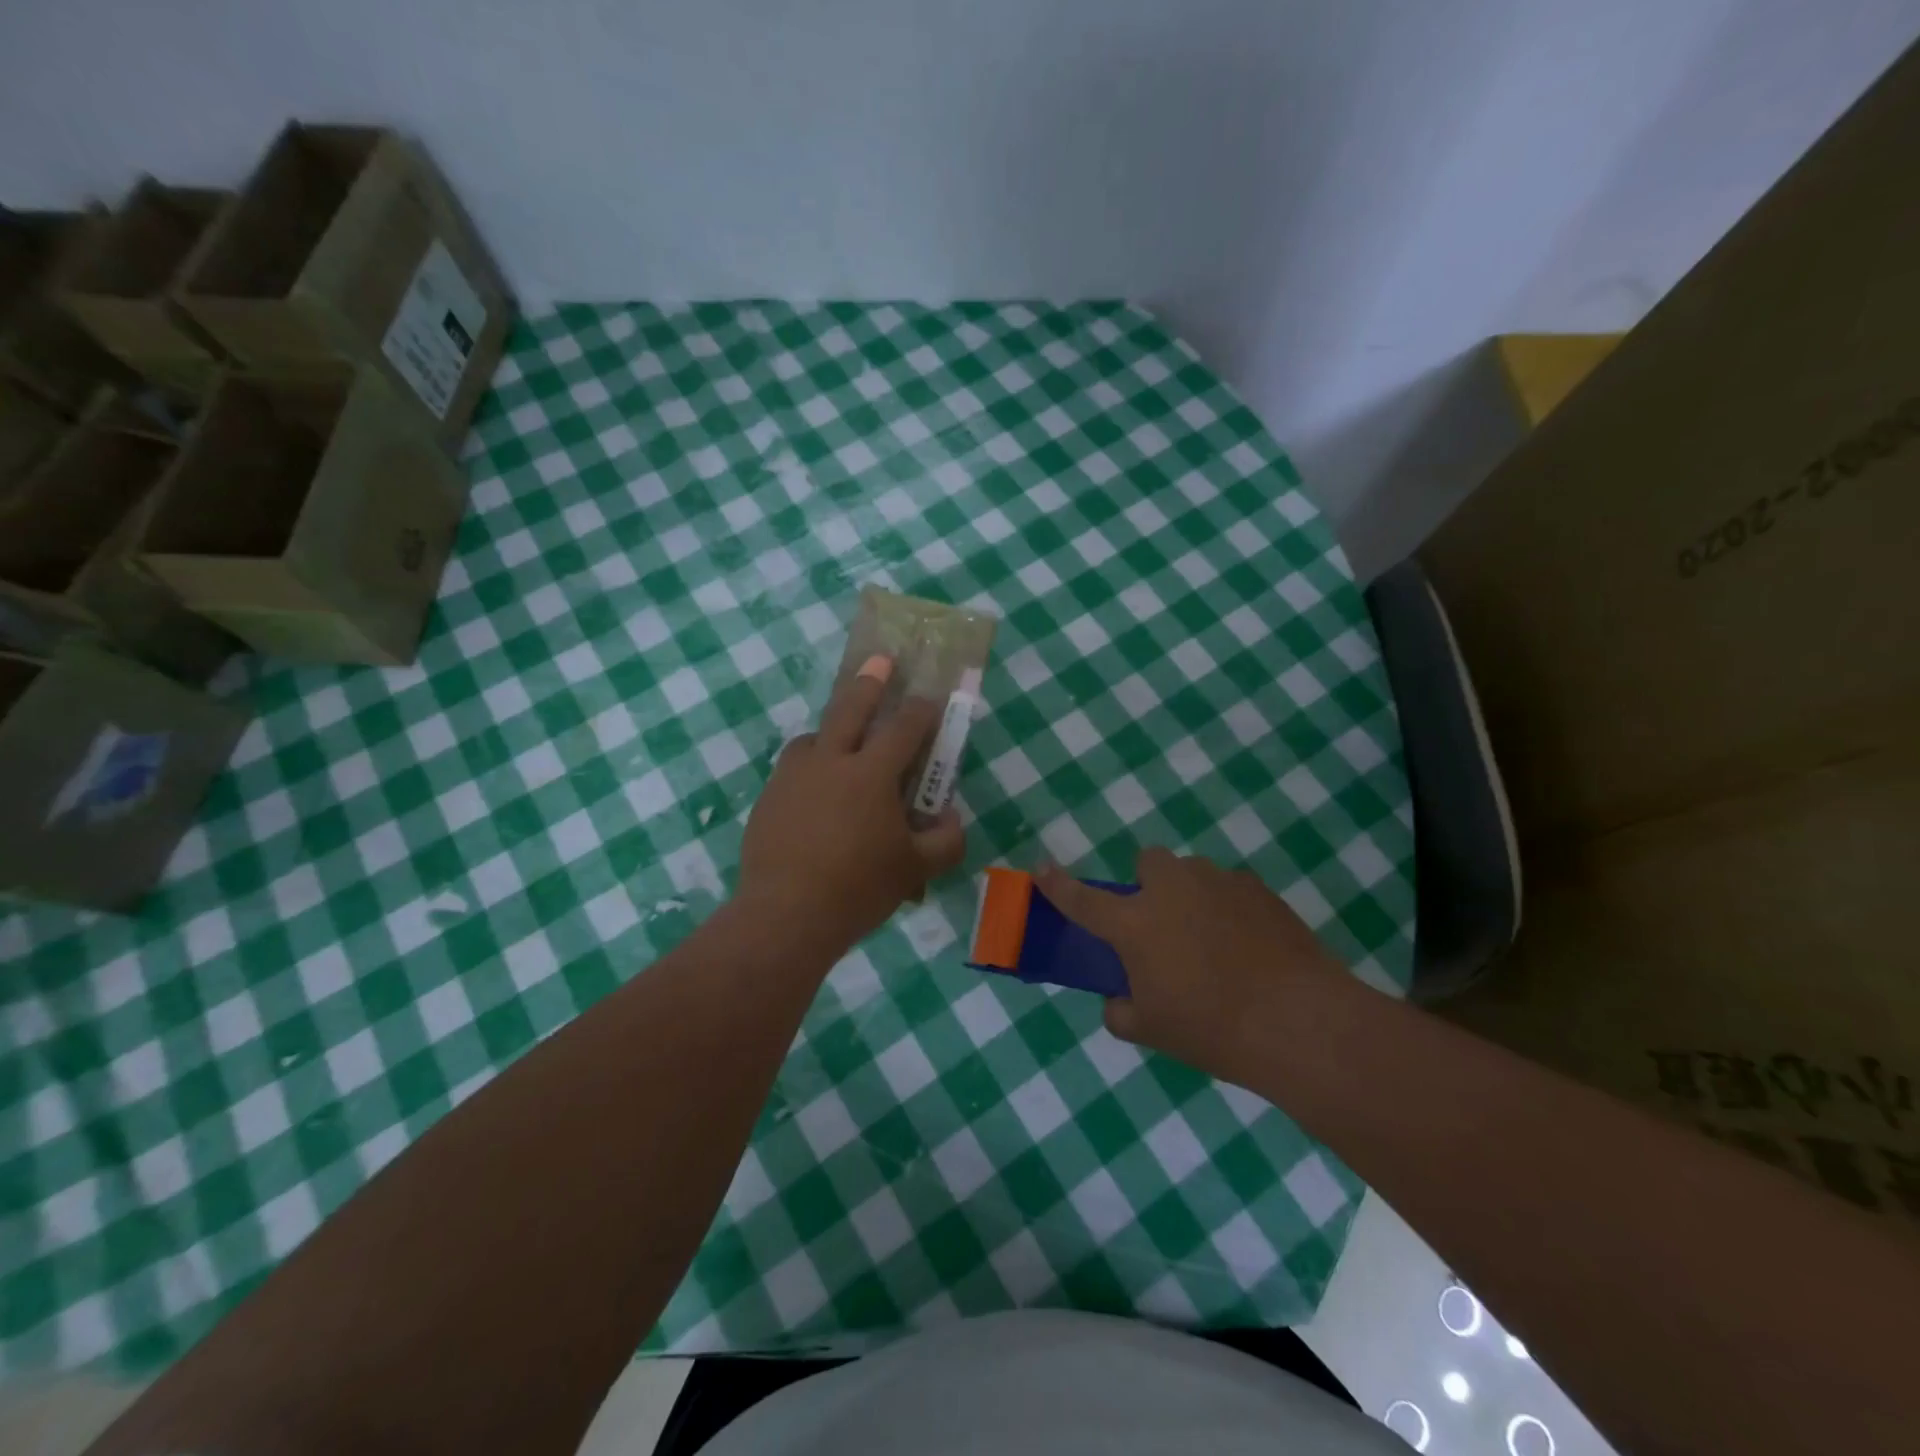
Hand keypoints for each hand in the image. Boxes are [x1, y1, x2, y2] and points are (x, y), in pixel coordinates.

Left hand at [739, 658, 965, 957]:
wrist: (785, 915)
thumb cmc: (858, 889)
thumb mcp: (916, 870)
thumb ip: (945, 840)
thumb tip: (951, 818)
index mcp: (871, 773)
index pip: (904, 728)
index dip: (922, 710)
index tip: (931, 700)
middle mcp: (830, 761)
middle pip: (850, 707)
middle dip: (870, 682)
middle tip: (880, 661)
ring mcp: (793, 777)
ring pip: (813, 736)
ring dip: (831, 729)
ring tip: (839, 739)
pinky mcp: (768, 798)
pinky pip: (792, 768)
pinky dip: (809, 766)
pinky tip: (814, 792)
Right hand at [1037, 849, 1343, 1079]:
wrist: (1298, 1020)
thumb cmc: (1212, 1028)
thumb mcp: (1153, 1032)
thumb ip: (1122, 1012)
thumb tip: (1118, 1001)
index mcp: (1135, 923)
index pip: (1082, 900)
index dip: (1058, 884)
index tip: (1041, 867)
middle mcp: (1172, 890)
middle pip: (1148, 861)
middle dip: (1149, 883)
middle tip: (1163, 924)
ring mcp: (1218, 883)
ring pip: (1193, 874)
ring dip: (1191, 896)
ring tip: (1215, 941)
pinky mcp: (1258, 889)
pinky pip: (1231, 889)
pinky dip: (1229, 909)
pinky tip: (1250, 947)